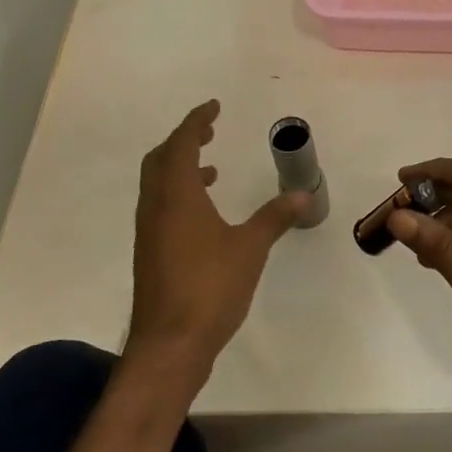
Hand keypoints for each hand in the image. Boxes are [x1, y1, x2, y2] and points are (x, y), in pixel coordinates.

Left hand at [126, 100, 305, 388]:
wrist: (169, 344)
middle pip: (161, 158)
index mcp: (177, 195)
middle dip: (183, 140)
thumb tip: (303, 195)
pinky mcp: (150, 252)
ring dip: (180, 167)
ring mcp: (148, 231)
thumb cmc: (210, 288)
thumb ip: (274, 217)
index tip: (214, 106)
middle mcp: (156, 206)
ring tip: (212, 169)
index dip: (197, 121)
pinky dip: (179, 193)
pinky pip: (160, 205)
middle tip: (209, 131)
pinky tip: (204, 213)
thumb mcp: (250, 248)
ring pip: (157, 183)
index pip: (182, 143)